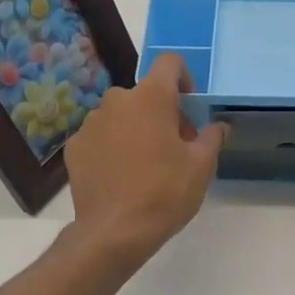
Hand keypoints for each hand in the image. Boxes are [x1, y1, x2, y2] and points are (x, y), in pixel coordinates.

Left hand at [65, 53, 225, 268]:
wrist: (114, 232)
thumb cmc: (165, 193)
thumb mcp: (201, 167)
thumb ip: (212, 138)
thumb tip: (219, 126)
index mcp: (151, 98)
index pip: (170, 63)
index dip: (184, 78)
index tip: (190, 105)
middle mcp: (117, 101)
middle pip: (145, 94)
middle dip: (162, 113)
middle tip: (175, 147)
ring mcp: (91, 123)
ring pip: (121, 116)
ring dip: (136, 129)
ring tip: (146, 165)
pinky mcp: (75, 147)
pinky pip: (101, 137)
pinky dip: (113, 147)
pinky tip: (121, 177)